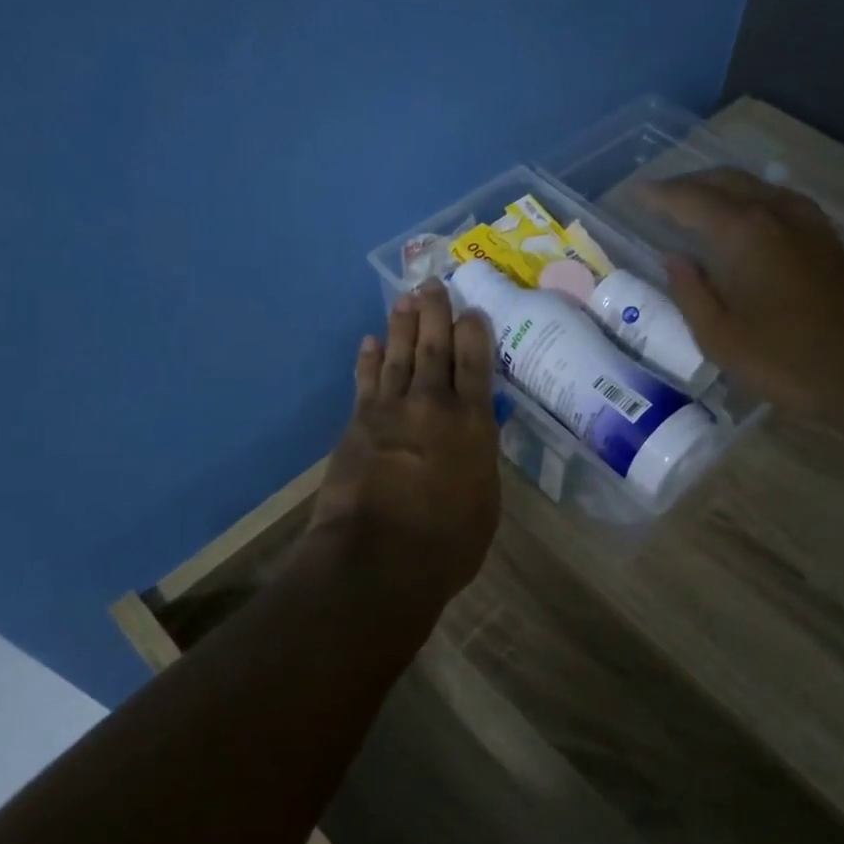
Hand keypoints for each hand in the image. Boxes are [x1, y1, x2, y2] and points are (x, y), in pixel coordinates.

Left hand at [308, 280, 501, 611]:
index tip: (472, 310)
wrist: (377, 559)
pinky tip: (370, 341)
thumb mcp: (484, 502)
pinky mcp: (358, 424)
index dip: (474, 333)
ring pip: (400, 355)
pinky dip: (368, 359)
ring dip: (403, 325)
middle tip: (434, 284)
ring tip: (406, 298)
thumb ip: (479, 460)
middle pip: (435, 348)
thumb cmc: (447, 543)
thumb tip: (473, 440)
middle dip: (436, 313)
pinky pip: (366, 381)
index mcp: (473, 424)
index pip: (476, 364)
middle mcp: (433, 405)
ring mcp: (391, 411)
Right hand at [636, 169, 843, 417]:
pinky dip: (751, 201)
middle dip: (688, 184)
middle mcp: (776, 213)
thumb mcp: (721, 339)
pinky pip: (779, 202)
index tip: (635, 193)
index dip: (658, 196)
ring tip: (697, 204)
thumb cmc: (789, 362)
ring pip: (756, 187)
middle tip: (660, 196)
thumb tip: (674, 259)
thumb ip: (691, 293)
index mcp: (743, 233)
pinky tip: (747, 221)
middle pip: (725, 181)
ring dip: (721, 188)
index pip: (689, 200)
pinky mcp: (830, 240)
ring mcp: (809, 223)